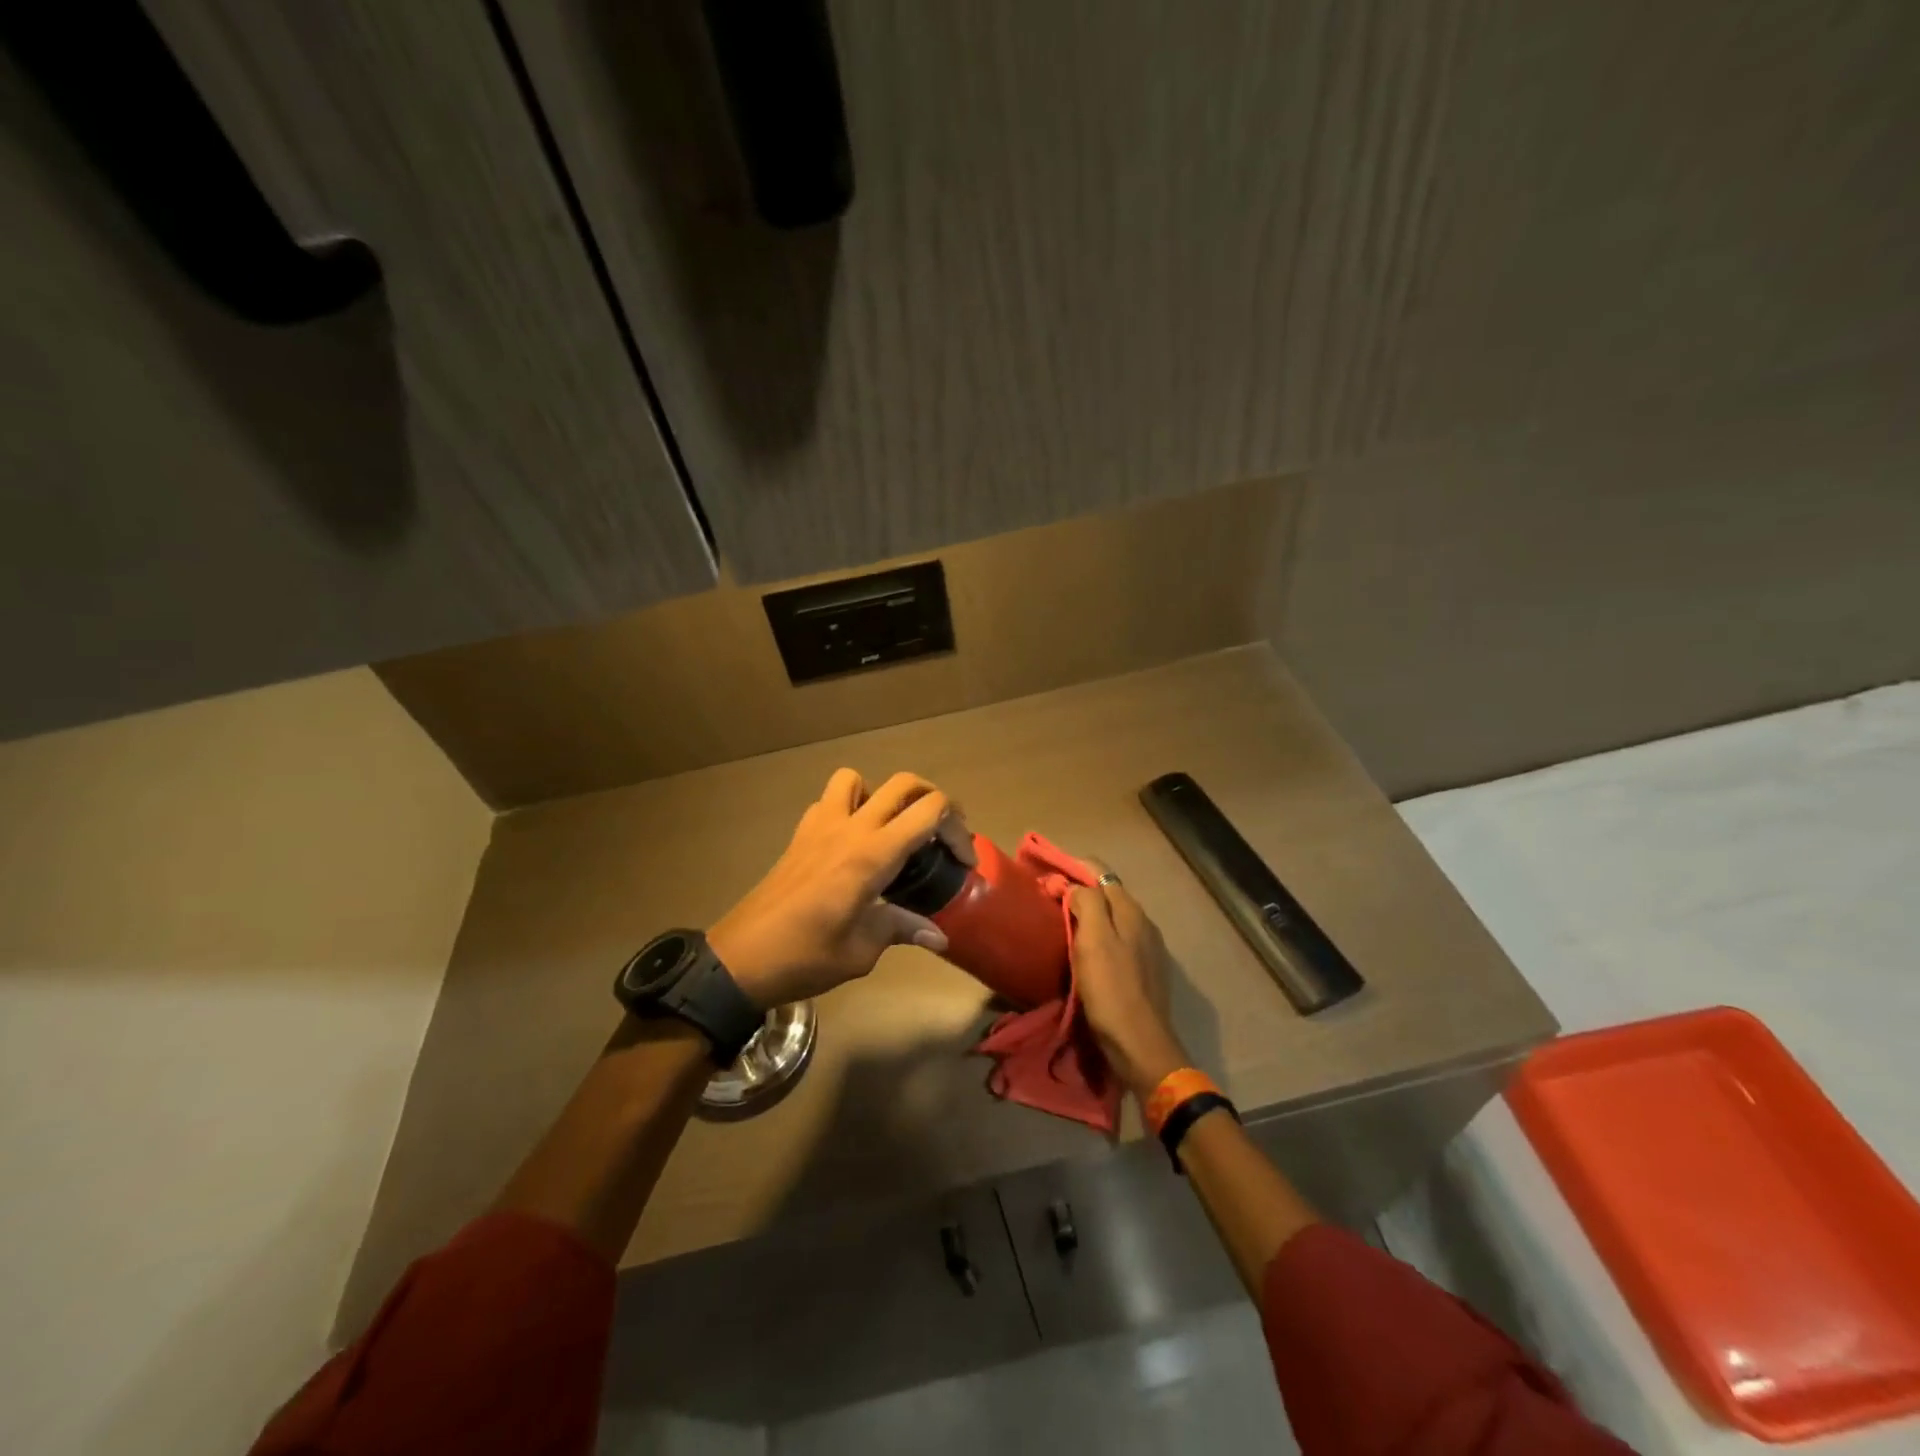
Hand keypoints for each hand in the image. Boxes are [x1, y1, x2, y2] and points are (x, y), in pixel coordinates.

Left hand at [709, 769, 974, 1008]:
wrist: (740, 959)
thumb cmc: (805, 956)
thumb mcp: (862, 950)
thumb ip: (901, 929)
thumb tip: (938, 936)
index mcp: (872, 855)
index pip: (929, 812)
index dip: (957, 829)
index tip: (964, 861)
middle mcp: (850, 828)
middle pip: (903, 784)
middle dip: (934, 800)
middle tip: (942, 835)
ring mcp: (821, 826)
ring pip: (858, 779)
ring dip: (882, 794)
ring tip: (891, 829)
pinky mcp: (800, 835)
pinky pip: (829, 800)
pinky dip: (849, 807)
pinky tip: (852, 842)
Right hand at [1068, 875, 1190, 1100]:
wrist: (1140, 1045)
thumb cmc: (1111, 989)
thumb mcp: (1093, 941)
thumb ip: (1086, 903)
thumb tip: (1074, 885)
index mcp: (1130, 910)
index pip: (1099, 871)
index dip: (1071, 867)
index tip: (1045, 875)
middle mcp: (1143, 922)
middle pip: (1106, 893)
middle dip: (1078, 890)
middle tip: (1048, 899)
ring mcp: (1147, 947)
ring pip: (1112, 917)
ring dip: (1088, 914)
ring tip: (1060, 923)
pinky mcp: (1144, 970)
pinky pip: (1117, 939)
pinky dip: (1098, 936)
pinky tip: (1082, 951)